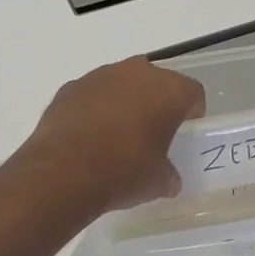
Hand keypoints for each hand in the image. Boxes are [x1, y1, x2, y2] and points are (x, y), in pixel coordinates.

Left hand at [17, 57, 205, 212]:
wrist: (62, 173)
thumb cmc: (123, 173)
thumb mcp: (157, 182)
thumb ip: (168, 174)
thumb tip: (169, 178)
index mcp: (168, 91)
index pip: (192, 92)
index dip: (193, 111)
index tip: (187, 129)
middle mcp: (136, 73)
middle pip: (157, 81)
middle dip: (158, 101)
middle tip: (154, 129)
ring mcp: (100, 76)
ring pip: (122, 82)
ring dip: (125, 101)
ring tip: (118, 133)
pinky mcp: (70, 87)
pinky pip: (92, 93)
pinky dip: (95, 108)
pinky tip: (89, 135)